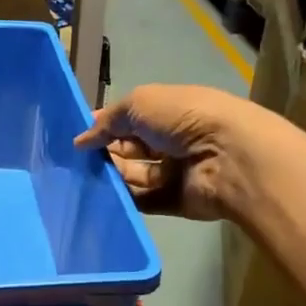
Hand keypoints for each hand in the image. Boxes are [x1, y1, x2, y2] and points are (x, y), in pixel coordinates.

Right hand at [75, 84, 258, 222]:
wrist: (227, 157)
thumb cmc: (183, 119)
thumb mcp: (139, 104)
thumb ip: (107, 121)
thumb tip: (80, 140)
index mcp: (169, 111)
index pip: (130, 118)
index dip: (105, 124)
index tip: (77, 136)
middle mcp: (173, 140)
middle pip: (131, 147)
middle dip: (105, 151)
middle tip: (77, 160)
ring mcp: (175, 172)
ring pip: (135, 175)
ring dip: (112, 175)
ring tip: (86, 178)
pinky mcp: (176, 201)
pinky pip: (144, 201)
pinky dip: (125, 200)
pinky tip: (102, 197)